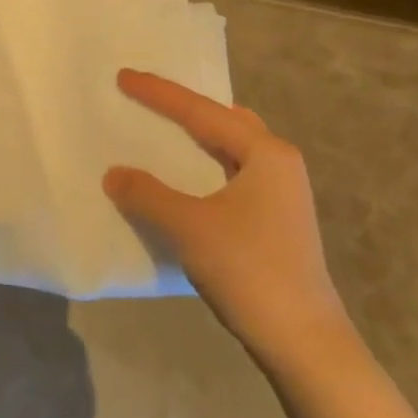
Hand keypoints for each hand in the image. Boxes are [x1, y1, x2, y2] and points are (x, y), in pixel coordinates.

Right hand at [104, 69, 349, 367]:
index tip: (124, 76)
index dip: (159, 93)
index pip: (202, 111)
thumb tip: (113, 173)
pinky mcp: (275, 220)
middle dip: (186, 107)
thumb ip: (147, 194)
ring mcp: (281, 193)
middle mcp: (278, 163)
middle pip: (224, 120)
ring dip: (198, 136)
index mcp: (265, 153)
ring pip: (232, 147)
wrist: (304, 341)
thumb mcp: (189, 227)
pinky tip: (186, 177)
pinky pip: (233, 173)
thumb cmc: (249, 270)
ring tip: (165, 128)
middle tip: (147, 97)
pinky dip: (206, 164)